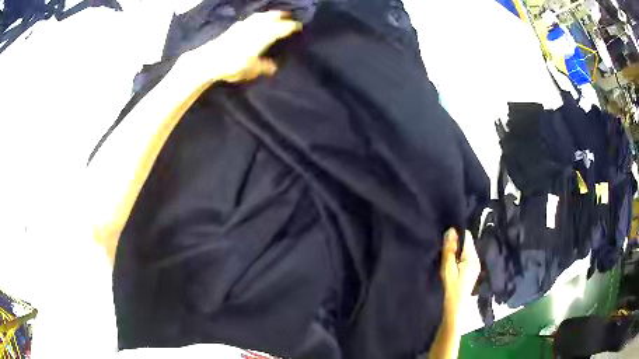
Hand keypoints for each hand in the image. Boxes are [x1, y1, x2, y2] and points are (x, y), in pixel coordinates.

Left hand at [180, 11, 301, 84]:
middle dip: (280, 16)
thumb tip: (273, 67)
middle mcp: (254, 28)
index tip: (298, 26)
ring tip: (272, 15)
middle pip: (269, 18)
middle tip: (287, 15)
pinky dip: (255, 19)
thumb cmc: (231, 66)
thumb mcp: (250, 69)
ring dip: (267, 15)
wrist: (208, 61)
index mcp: (262, 37)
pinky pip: (248, 20)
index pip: (280, 28)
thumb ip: (262, 66)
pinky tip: (253, 22)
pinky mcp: (232, 29)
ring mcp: (242, 26)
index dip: (290, 26)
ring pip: (258, 17)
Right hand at [440, 229, 480, 315]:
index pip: (467, 237)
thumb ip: (449, 250)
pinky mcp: (469, 273)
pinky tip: (448, 264)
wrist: (454, 312)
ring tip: (443, 254)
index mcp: (472, 258)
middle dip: (454, 244)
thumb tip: (451, 230)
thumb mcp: (448, 270)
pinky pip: (463, 259)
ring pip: (464, 252)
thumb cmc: (451, 291)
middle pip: (466, 244)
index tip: (443, 236)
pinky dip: (456, 259)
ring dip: (454, 252)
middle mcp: (476, 260)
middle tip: (441, 247)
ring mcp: (474, 267)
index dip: (455, 234)